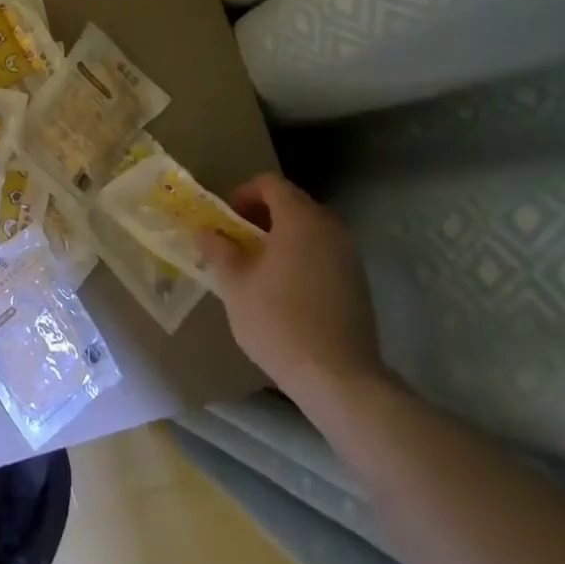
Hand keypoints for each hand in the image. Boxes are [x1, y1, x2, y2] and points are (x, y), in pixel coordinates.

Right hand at [196, 172, 385, 408]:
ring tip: (258, 266)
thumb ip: (219, 250)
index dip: (243, 193)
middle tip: (237, 240)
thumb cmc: (278, 322)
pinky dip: (302, 256)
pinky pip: (324, 252)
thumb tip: (207, 231)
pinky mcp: (358, 283)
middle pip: (292, 203)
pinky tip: (285, 289)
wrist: (339, 379)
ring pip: (310, 229)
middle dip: (261, 215)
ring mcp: (349, 256)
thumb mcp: (234, 285)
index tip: (226, 219)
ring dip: (282, 236)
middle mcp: (329, 228)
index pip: (270, 184)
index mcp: (300, 219)